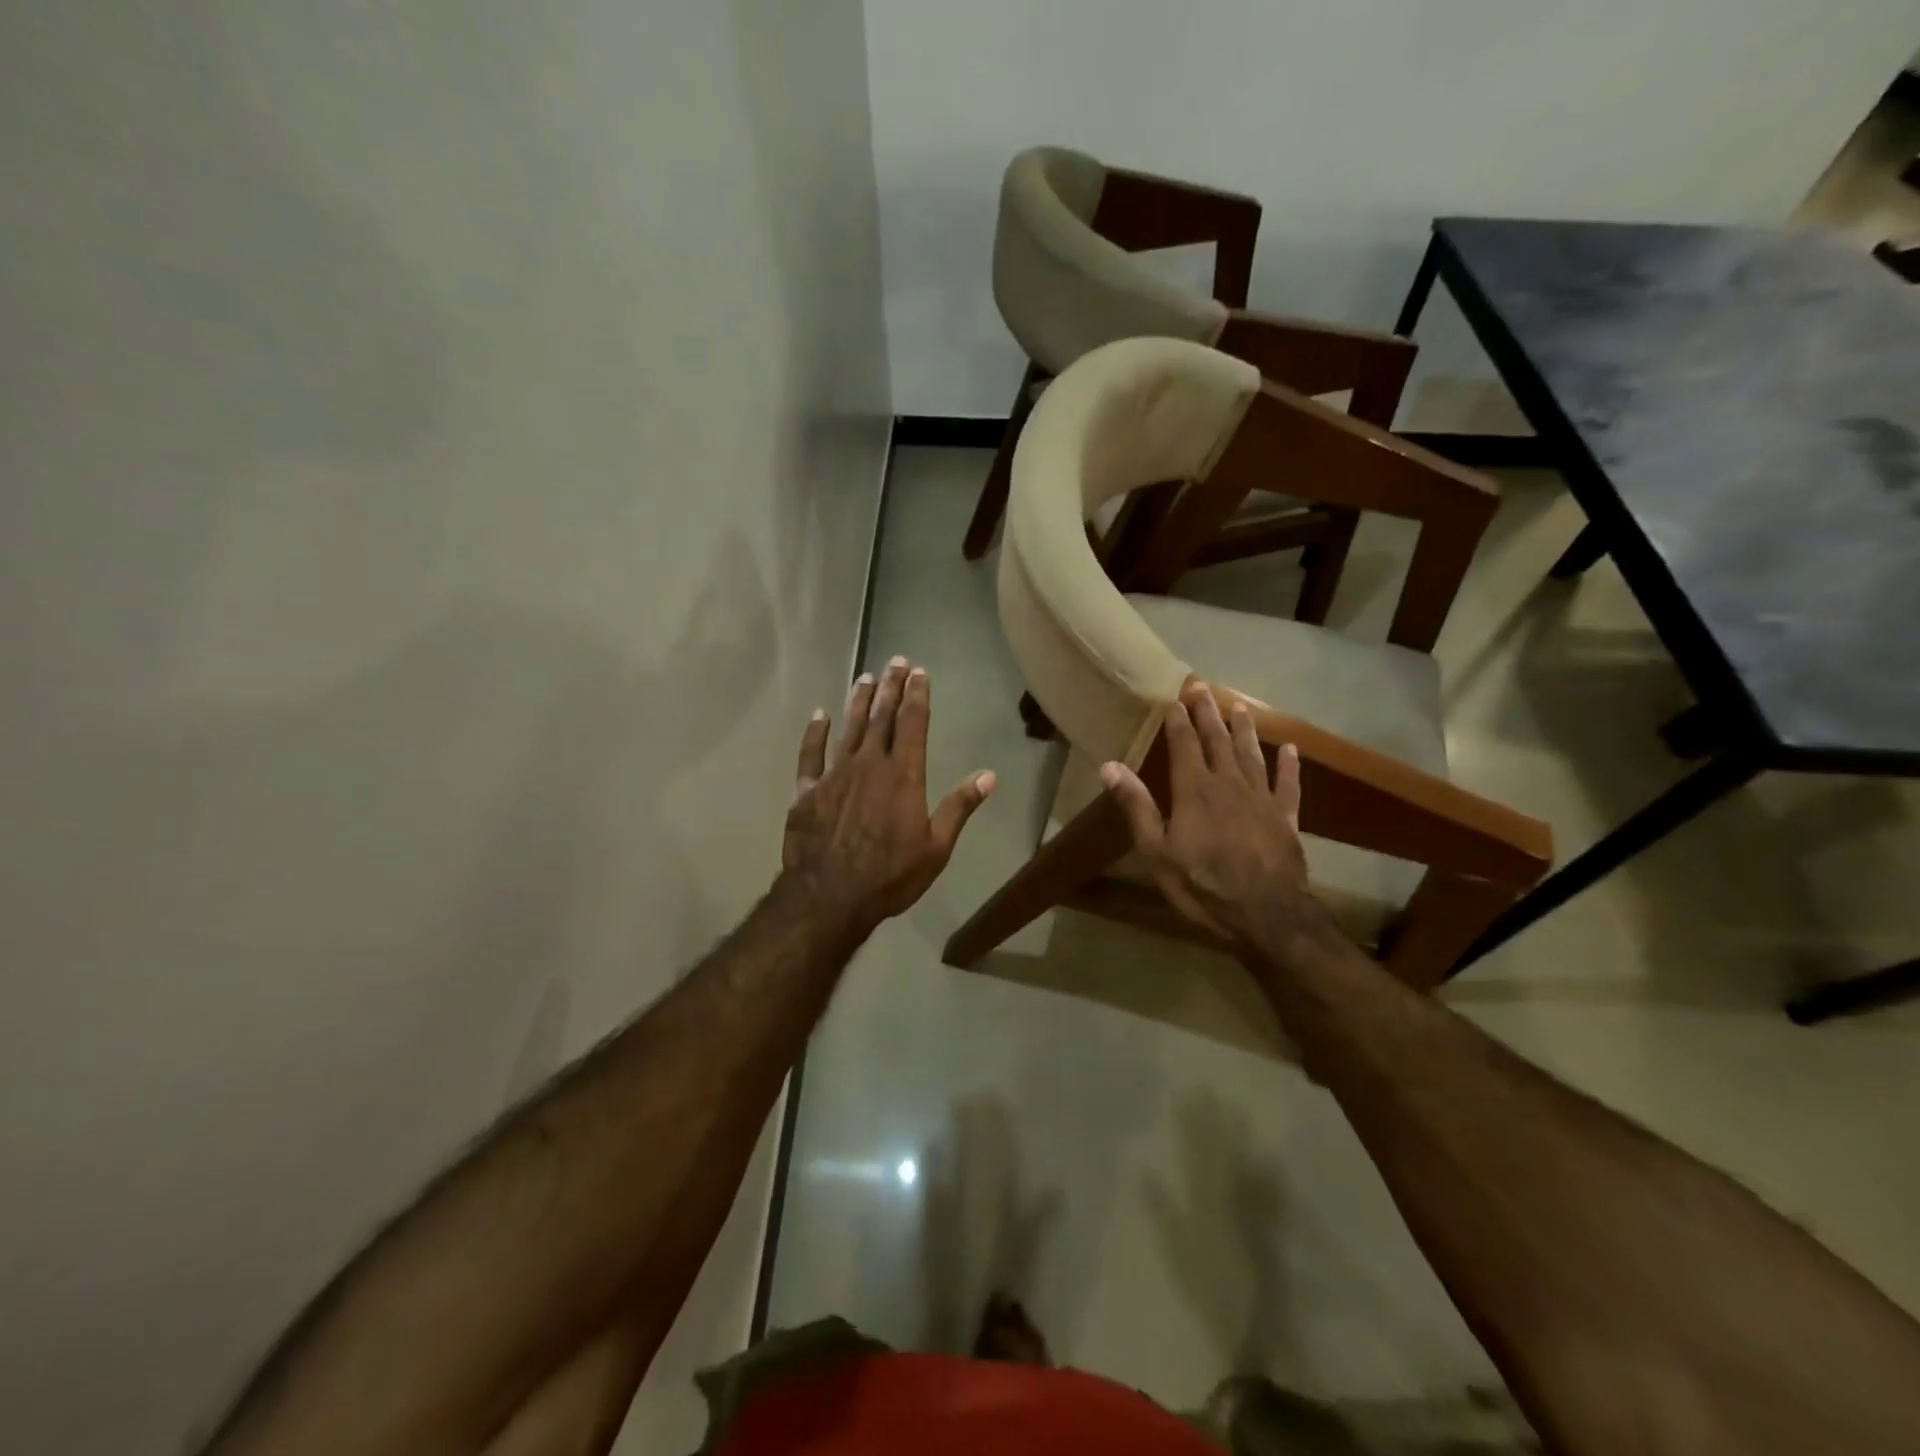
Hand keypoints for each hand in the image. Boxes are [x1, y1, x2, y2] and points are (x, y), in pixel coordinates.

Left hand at [781, 657, 995, 938]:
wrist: (829, 897)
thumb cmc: (890, 876)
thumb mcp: (936, 847)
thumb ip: (959, 807)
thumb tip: (989, 776)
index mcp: (903, 775)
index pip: (913, 724)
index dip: (917, 695)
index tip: (920, 672)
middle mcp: (868, 765)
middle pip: (881, 717)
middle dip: (891, 687)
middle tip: (896, 661)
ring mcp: (834, 775)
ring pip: (848, 728)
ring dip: (858, 701)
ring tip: (865, 677)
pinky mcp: (807, 791)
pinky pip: (810, 755)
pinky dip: (814, 733)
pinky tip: (819, 715)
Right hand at [1098, 685, 1328, 954]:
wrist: (1266, 915)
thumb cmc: (1203, 885)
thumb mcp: (1156, 851)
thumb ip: (1136, 806)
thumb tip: (1109, 766)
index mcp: (1194, 791)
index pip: (1184, 745)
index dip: (1178, 720)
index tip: (1174, 698)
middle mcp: (1229, 784)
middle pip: (1218, 741)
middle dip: (1209, 713)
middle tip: (1203, 687)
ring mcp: (1262, 799)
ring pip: (1252, 754)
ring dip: (1245, 730)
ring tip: (1240, 706)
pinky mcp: (1286, 818)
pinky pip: (1288, 785)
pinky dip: (1289, 766)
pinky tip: (1291, 750)